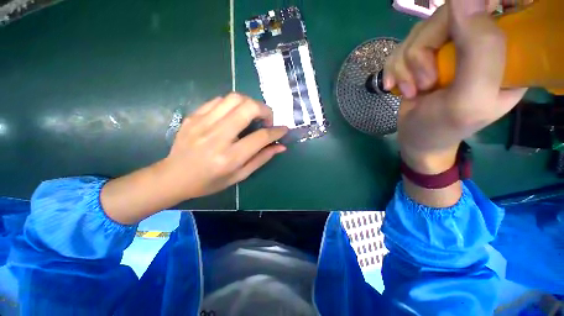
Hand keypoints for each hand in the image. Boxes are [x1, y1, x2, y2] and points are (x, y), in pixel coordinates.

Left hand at [163, 93, 287, 199]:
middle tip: (267, 120)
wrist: (174, 176)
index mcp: (230, 157)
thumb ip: (261, 159)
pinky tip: (234, 115)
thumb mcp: (240, 175)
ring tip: (252, 115)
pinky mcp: (194, 116)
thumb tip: (280, 147)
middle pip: (248, 108)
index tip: (284, 129)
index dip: (277, 131)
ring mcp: (203, 123)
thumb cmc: (210, 181)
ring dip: (250, 103)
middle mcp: (217, 137)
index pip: (261, 137)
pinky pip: (219, 100)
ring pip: (234, 98)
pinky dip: (233, 104)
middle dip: (265, 110)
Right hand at [384, 0, 526, 173]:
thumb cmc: (444, 127)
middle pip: (445, 17)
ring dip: (406, 66)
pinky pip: (400, 48)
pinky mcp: (422, 57)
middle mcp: (476, 43)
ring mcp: (446, 48)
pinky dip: (394, 69)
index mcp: (505, 51)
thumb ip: (480, 50)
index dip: (469, 13)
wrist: (416, 139)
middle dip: (423, 53)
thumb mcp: (470, 98)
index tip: (451, 43)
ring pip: (417, 33)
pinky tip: (396, 87)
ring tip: (412, 91)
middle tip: (424, 83)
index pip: (491, 7)